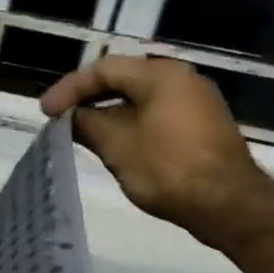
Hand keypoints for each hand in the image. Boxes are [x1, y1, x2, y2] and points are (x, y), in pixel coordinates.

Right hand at [40, 55, 273, 248]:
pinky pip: (156, 113)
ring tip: (81, 132)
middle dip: (88, 98)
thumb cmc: (167, 168)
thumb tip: (72, 117)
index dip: (69, 89)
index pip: (104, 69)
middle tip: (60, 118)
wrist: (228, 204)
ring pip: (140, 98)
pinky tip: (114, 143)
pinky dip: (130, 123)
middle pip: (123, 79)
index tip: (45, 113)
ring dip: (108, 113)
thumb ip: (88, 124)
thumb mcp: (117, 146)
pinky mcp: (202, 125)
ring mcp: (196, 101)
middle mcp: (181, 78)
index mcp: (160, 74)